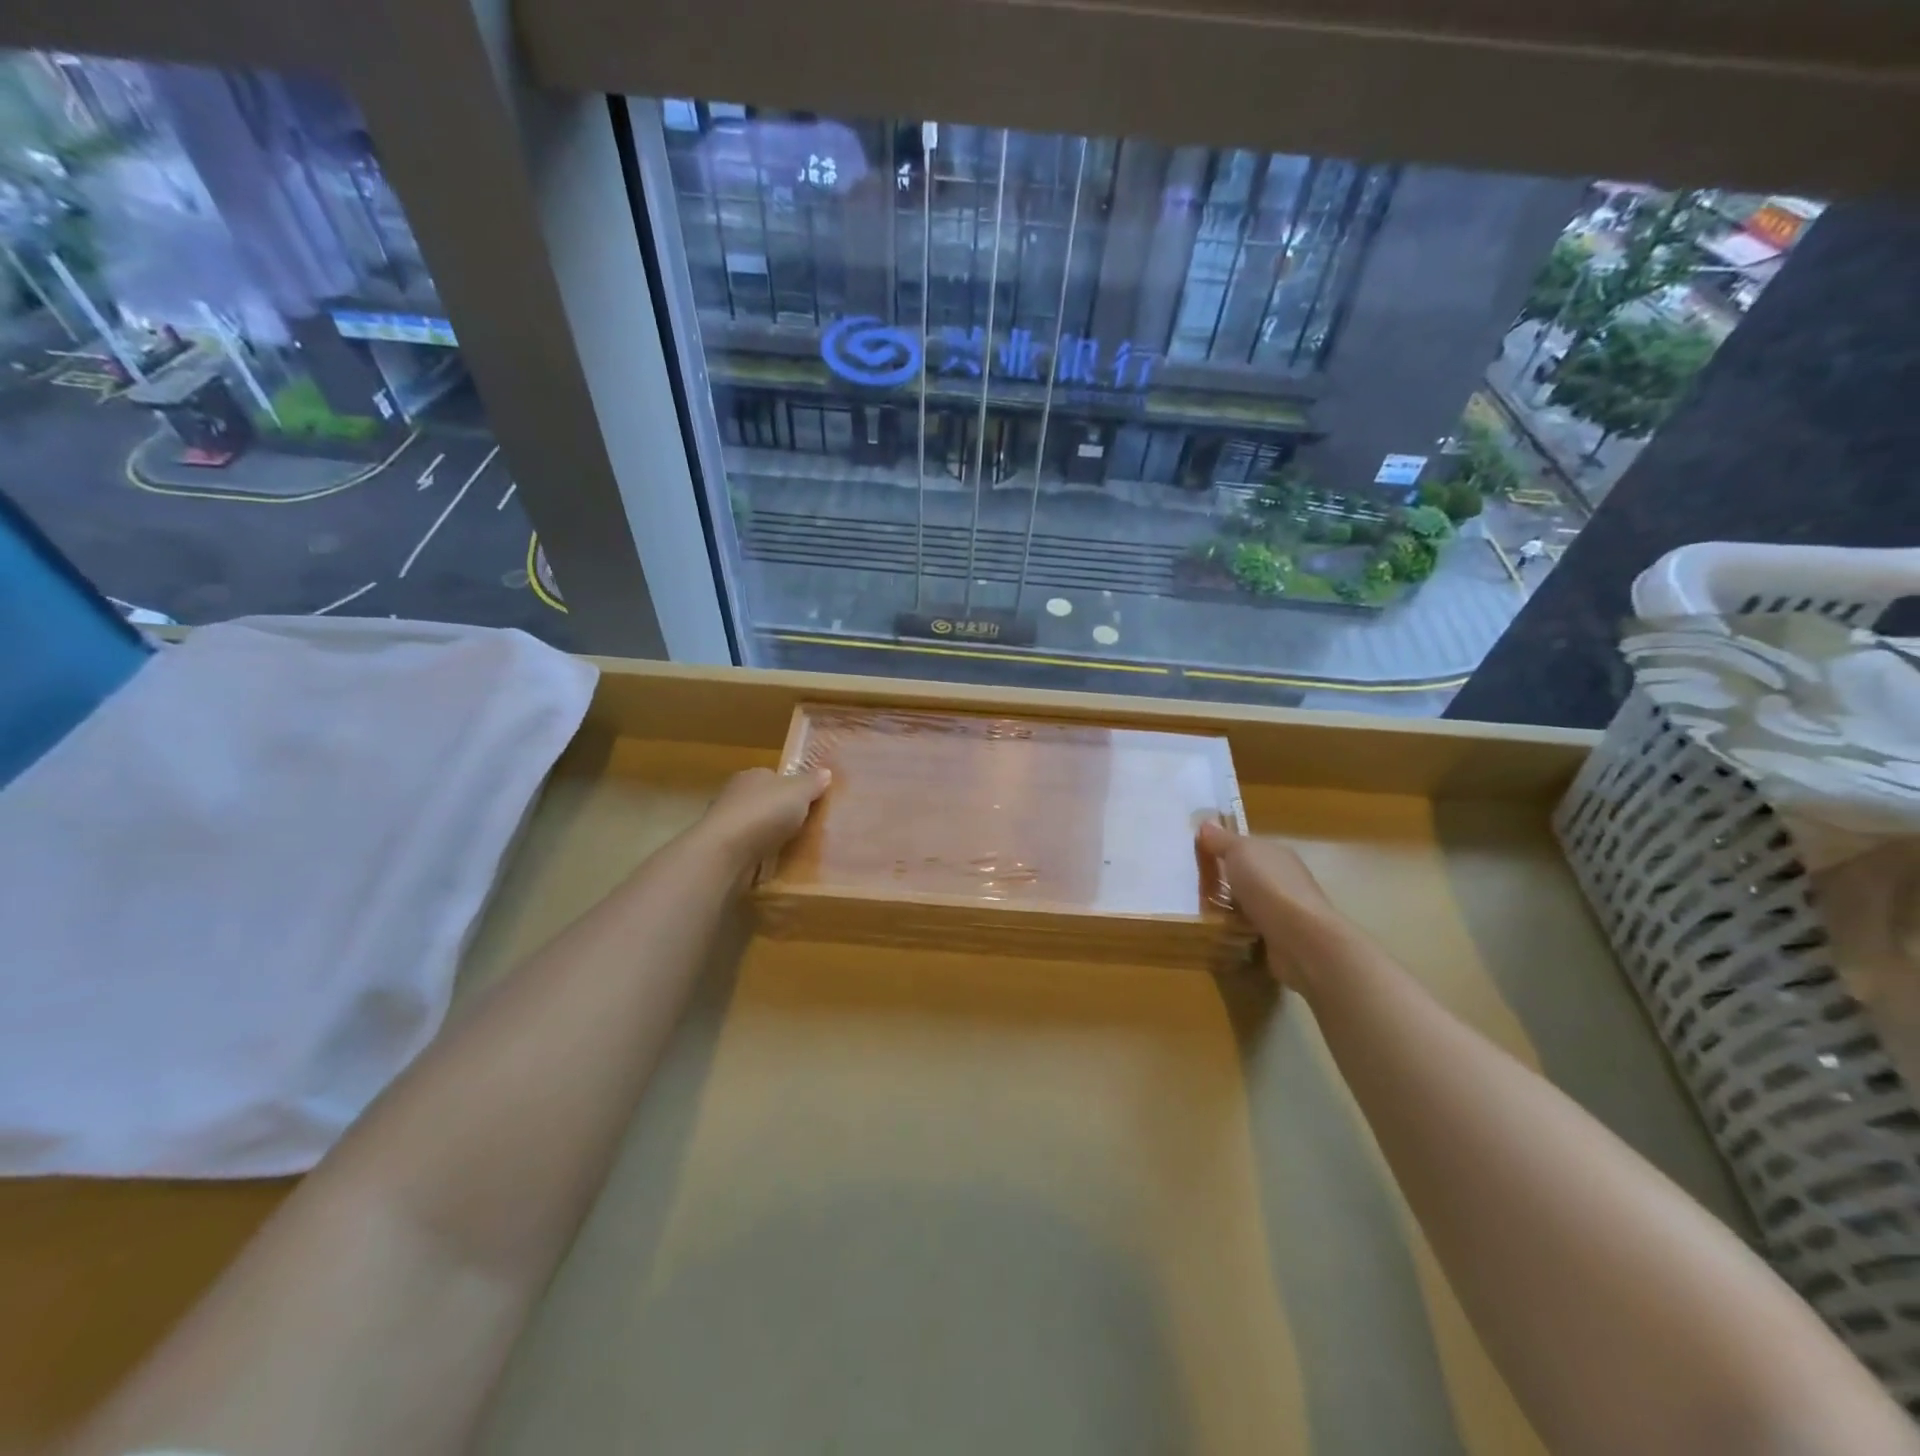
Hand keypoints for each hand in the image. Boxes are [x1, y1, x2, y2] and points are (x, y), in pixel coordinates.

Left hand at [696, 766, 831, 866]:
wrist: (726, 853)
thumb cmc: (765, 813)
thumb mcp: (799, 792)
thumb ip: (812, 782)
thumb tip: (825, 772)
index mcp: (752, 775)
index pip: (774, 777)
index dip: (792, 787)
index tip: (810, 802)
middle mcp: (735, 795)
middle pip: (765, 801)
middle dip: (781, 812)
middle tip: (806, 826)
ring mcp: (727, 824)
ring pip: (756, 826)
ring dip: (770, 835)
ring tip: (794, 847)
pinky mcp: (723, 850)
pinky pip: (749, 849)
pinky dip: (760, 855)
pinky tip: (775, 863)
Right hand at [1198, 822, 1345, 988]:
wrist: (1300, 939)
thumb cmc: (1268, 886)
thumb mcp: (1239, 852)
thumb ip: (1222, 839)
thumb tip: (1207, 823)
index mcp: (1276, 854)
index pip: (1246, 847)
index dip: (1222, 849)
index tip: (1195, 857)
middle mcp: (1283, 879)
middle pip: (1245, 877)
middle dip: (1221, 882)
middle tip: (1190, 887)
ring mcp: (1282, 911)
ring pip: (1246, 905)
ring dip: (1226, 910)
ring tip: (1198, 913)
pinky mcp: (1279, 939)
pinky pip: (1249, 930)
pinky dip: (1235, 932)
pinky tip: (1217, 934)